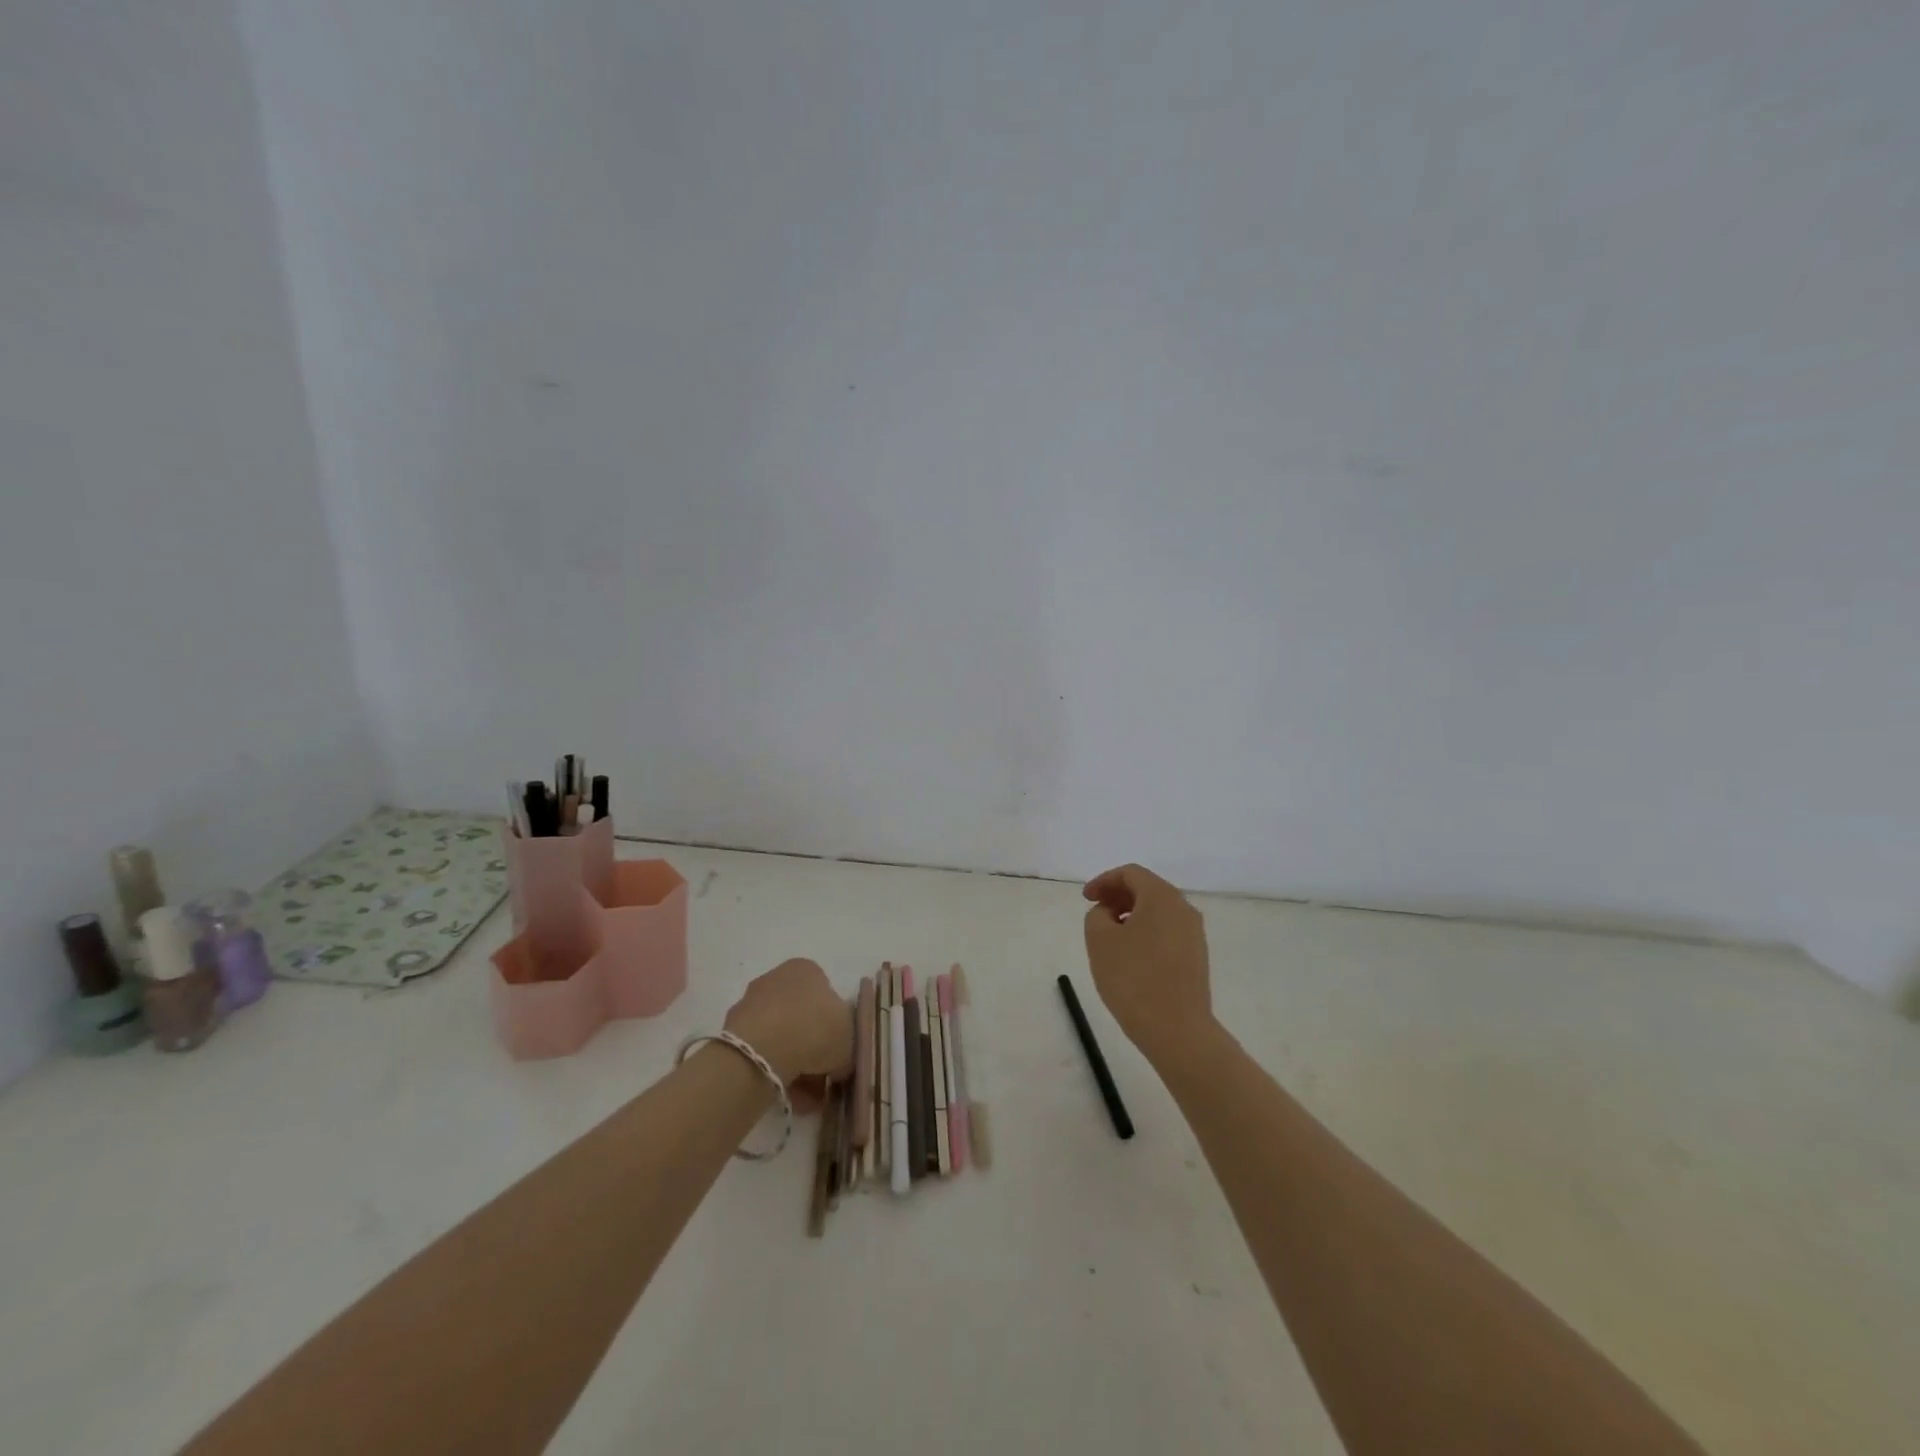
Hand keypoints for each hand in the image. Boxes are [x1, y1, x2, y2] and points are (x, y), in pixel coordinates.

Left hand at [724, 958, 852, 1087]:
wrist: (763, 1049)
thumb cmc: (815, 1029)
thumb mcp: (849, 1038)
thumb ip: (848, 1045)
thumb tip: (838, 1061)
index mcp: (807, 969)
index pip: (826, 996)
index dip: (834, 1027)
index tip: (836, 1053)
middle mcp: (777, 978)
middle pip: (802, 1017)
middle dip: (812, 1048)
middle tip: (821, 1078)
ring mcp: (751, 1002)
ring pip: (781, 1035)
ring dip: (793, 1063)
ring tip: (803, 1096)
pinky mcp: (733, 1029)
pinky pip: (761, 1050)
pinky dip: (772, 1069)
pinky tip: (783, 1092)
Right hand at [1082, 864, 1214, 1066]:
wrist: (1177, 1030)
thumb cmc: (1133, 978)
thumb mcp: (1099, 940)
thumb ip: (1097, 915)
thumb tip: (1109, 914)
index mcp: (1162, 897)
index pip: (1131, 874)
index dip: (1104, 881)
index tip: (1086, 899)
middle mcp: (1184, 908)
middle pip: (1147, 889)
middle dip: (1118, 896)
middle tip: (1095, 912)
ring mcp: (1194, 934)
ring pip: (1158, 911)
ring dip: (1131, 914)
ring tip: (1109, 934)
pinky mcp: (1196, 957)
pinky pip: (1167, 931)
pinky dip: (1145, 931)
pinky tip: (1130, 954)